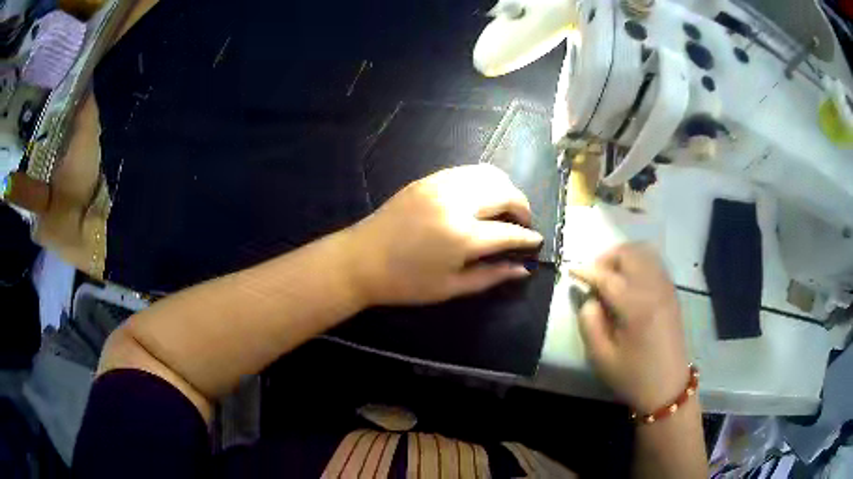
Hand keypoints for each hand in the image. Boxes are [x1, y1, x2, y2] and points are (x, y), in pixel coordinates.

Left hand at [346, 164, 542, 305]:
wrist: (360, 260)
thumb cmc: (405, 282)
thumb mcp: (450, 288)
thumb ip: (490, 276)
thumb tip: (522, 268)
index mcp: (462, 236)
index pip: (509, 232)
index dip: (527, 238)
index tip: (537, 242)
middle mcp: (456, 202)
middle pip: (505, 193)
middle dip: (522, 207)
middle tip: (523, 224)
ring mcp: (440, 185)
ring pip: (488, 174)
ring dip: (505, 189)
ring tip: (506, 209)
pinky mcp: (428, 179)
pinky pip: (467, 172)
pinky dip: (483, 181)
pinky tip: (482, 197)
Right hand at [571, 243, 689, 412]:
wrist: (668, 387)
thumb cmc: (633, 375)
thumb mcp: (602, 357)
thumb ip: (590, 323)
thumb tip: (590, 298)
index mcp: (636, 308)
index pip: (608, 277)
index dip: (587, 271)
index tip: (571, 270)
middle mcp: (654, 289)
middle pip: (629, 254)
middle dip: (607, 257)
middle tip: (593, 274)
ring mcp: (666, 288)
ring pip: (644, 252)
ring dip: (623, 256)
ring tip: (610, 274)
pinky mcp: (672, 292)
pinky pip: (654, 262)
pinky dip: (638, 261)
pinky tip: (629, 280)